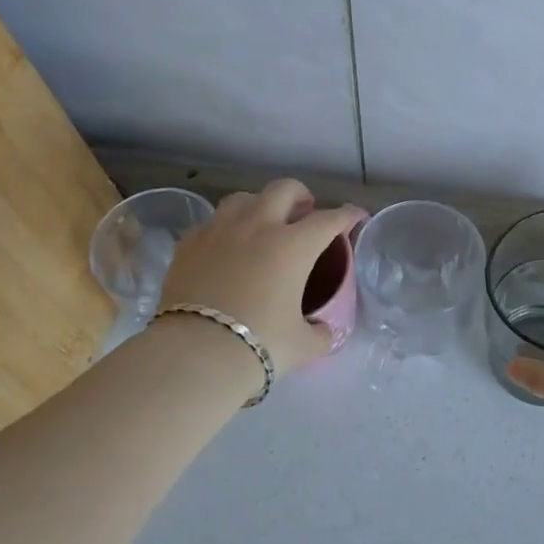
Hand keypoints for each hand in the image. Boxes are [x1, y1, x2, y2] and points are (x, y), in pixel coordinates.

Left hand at [159, 179, 366, 373]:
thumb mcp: (302, 345)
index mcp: (294, 245)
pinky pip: (211, 223)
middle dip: (301, 196)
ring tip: (262, 223)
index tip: (356, 216)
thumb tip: (322, 331)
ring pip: (243, 198)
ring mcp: (219, 230)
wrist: (194, 354)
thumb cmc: (259, 345)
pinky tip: (225, 247)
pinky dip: (225, 228)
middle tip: (305, 213)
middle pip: (284, 189)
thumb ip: (319, 334)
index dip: (347, 215)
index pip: (329, 219)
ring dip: (260, 204)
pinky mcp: (188, 243)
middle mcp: (258, 226)